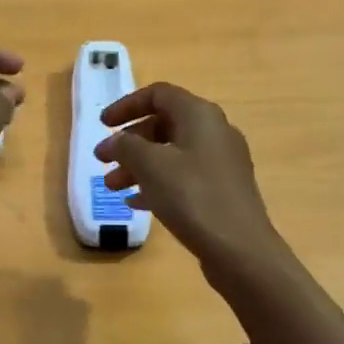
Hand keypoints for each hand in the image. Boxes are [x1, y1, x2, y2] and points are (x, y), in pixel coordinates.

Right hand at [96, 82, 289, 287]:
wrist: (241, 250)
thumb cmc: (193, 197)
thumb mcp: (151, 166)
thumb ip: (126, 146)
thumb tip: (115, 141)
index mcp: (199, 115)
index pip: (158, 94)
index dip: (127, 105)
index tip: (103, 125)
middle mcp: (214, 131)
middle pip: (164, 123)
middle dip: (129, 141)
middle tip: (103, 160)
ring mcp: (222, 162)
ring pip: (172, 153)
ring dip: (139, 165)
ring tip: (111, 187)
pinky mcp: (223, 190)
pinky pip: (184, 176)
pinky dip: (158, 183)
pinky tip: (137, 203)